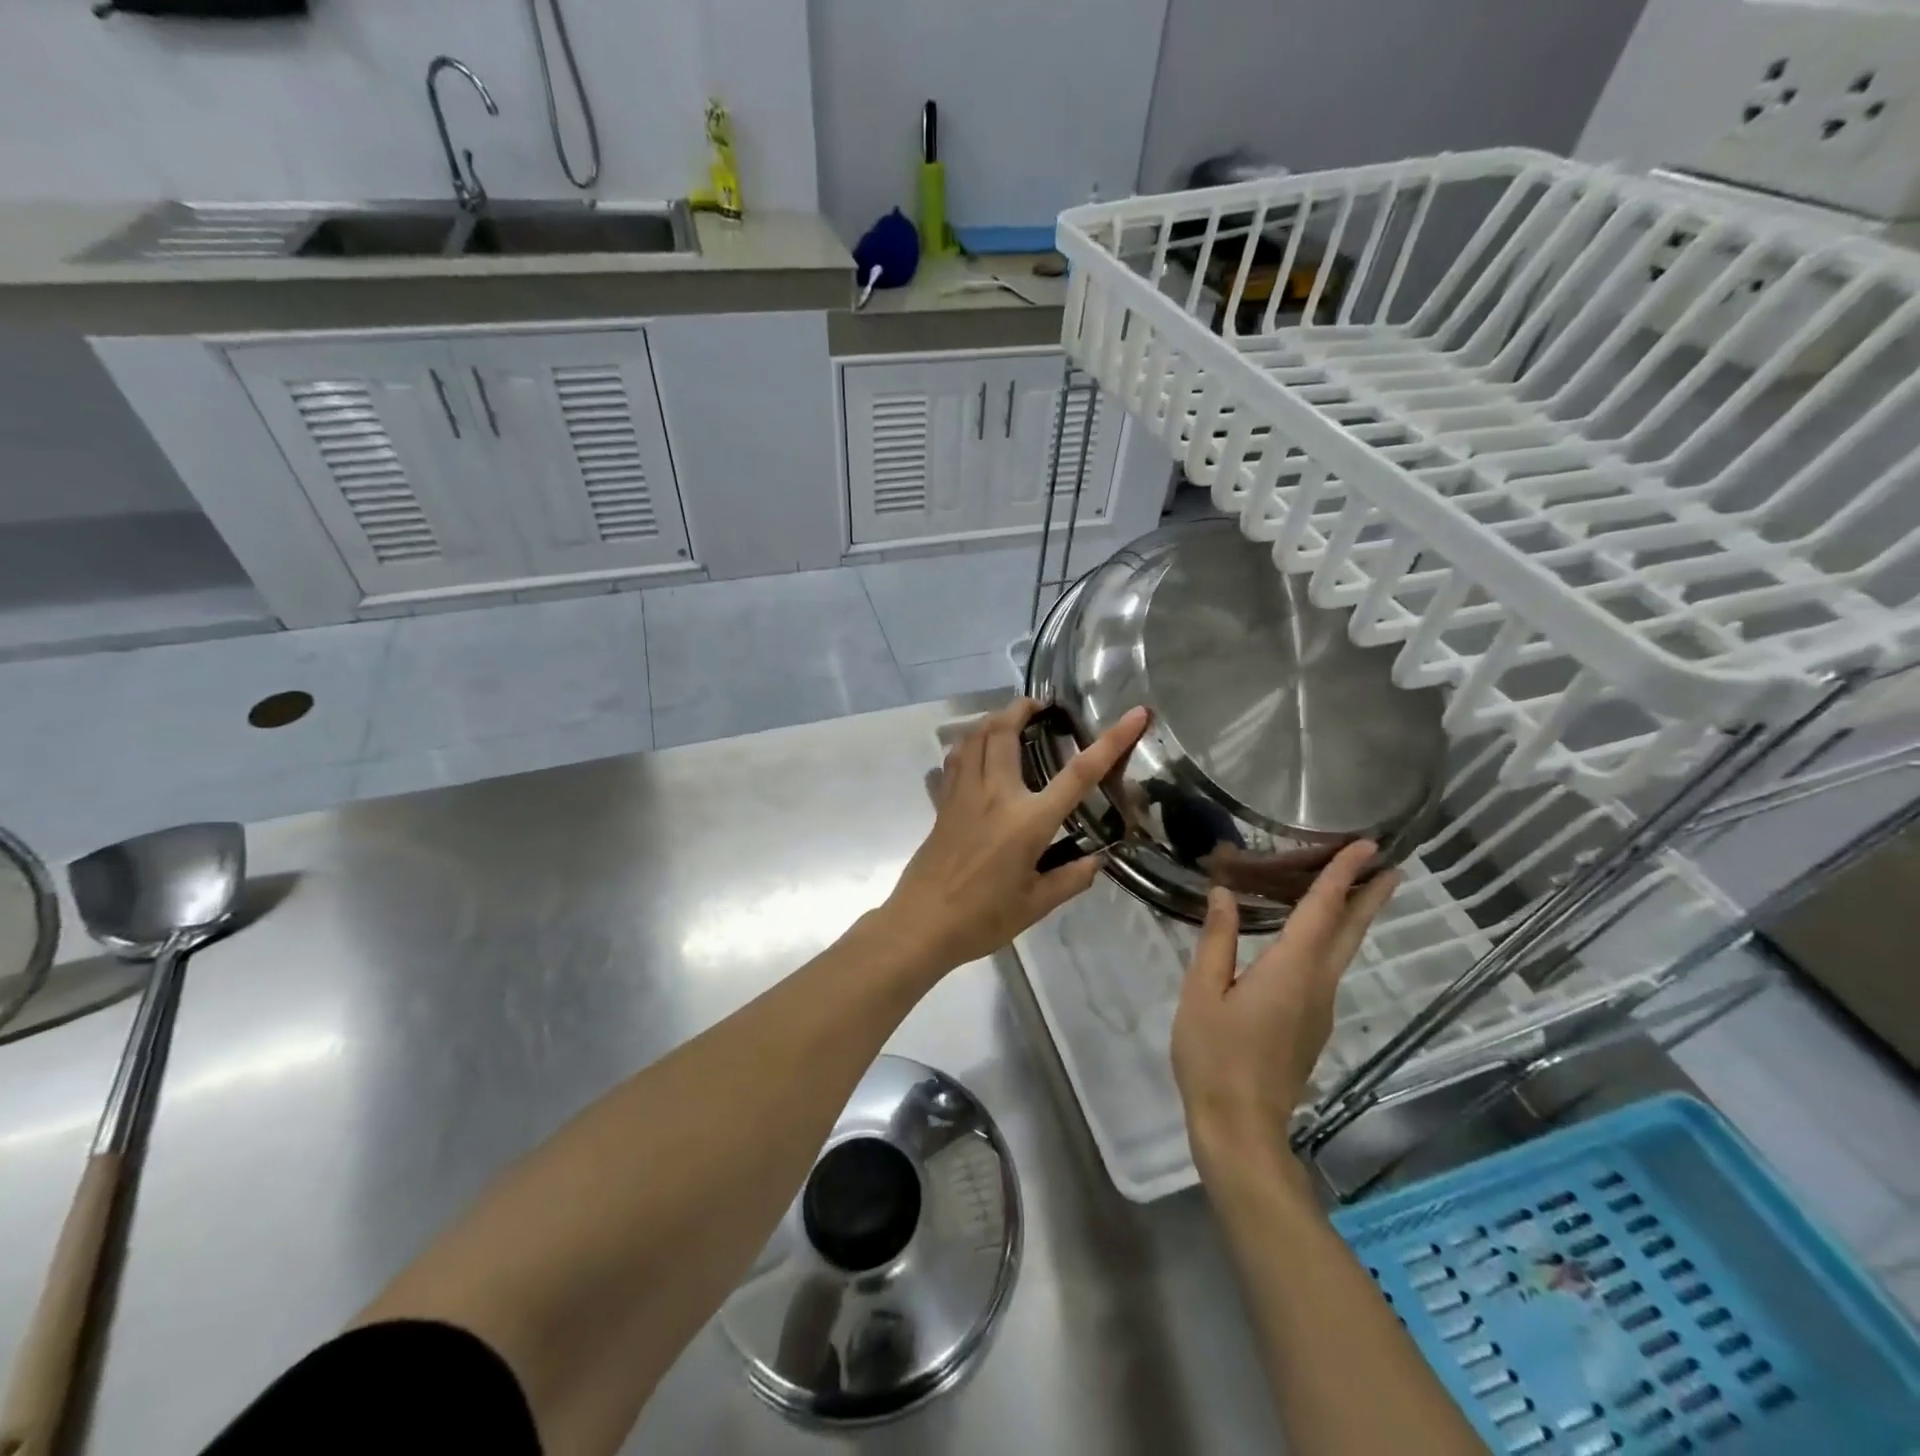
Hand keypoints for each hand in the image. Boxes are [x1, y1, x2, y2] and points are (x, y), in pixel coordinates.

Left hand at [880, 697, 1148, 973]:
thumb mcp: (1036, 905)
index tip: (1135, 713)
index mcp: (1028, 821)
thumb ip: (1070, 879)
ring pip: (973, 737)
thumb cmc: (983, 918)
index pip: (1078, 773)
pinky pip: (953, 760)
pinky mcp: (942, 804)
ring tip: (1009, 719)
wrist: (922, 924)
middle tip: (1040, 707)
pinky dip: (965, 745)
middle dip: (1023, 708)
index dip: (1111, 741)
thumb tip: (1096, 859)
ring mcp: (963, 795)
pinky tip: (972, 752)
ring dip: (992, 719)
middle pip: (1005, 732)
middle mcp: (995, 795)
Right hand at [1171, 842, 1399, 1177]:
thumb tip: (1224, 893)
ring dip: (1352, 915)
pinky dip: (1331, 940)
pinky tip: (1310, 937)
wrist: (1240, 1128)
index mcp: (1291, 970)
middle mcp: (1317, 984)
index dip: (1341, 874)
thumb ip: (1216, 940)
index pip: (1322, 910)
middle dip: (1370, 894)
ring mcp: (1319, 1009)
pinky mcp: (1311, 1026)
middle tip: (1388, 862)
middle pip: (1351, 931)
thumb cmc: (1214, 1056)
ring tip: (1350, 887)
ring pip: (1343, 951)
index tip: (1367, 844)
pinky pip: (1327, 969)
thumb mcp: (1202, 992)